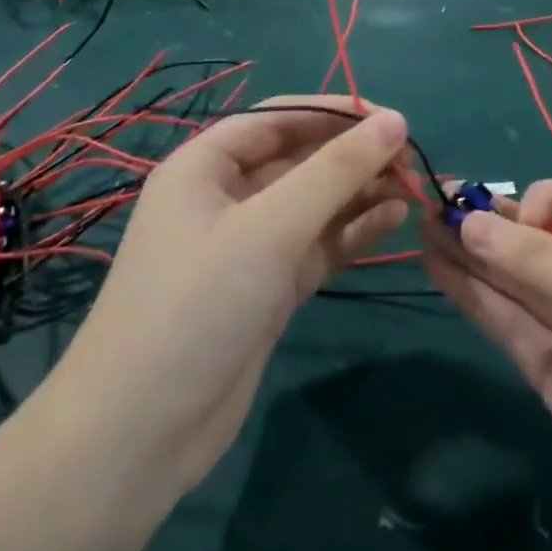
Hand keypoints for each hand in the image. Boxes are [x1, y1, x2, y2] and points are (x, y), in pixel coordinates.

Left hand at [62, 98, 411, 493]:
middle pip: (301, 159)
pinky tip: (394, 221)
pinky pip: (319, 244)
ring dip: (360, 193)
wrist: (139, 437)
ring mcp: (249, 245)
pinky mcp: (269, 287)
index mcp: (206, 165)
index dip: (335, 113)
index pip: (279, 118)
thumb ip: (336, 171)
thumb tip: (395, 121)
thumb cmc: (197, 305)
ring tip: (412, 189)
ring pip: (315, 203)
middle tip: (412, 159)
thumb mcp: (270, 227)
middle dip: (354, 156)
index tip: (392, 118)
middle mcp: (227, 197)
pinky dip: (354, 231)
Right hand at [423, 178, 551, 550]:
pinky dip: (475, 296)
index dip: (546, 202)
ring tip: (423, 225)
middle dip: (495, 223)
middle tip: (436, 204)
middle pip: (545, 240)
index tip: (514, 221)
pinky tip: (438, 267)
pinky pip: (511, 324)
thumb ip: (545, 264)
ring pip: (519, 281)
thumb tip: (470, 223)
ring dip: (474, 254)